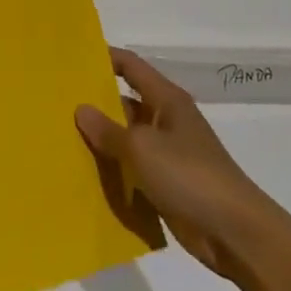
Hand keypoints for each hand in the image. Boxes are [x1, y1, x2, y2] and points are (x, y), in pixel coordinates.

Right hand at [76, 48, 265, 276]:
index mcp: (167, 101)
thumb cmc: (189, 176)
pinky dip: (113, 170)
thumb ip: (109, 130)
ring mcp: (167, 153)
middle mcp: (167, 121)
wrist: (234, 232)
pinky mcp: (165, 183)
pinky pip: (132, 169)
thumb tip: (81, 109)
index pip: (131, 66)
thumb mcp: (142, 148)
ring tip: (60, 138)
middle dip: (94, 103)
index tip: (72, 59)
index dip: (104, 58)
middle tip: (55, 103)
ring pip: (126, 138)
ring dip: (101, 140)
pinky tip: (83, 174)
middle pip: (125, 102)